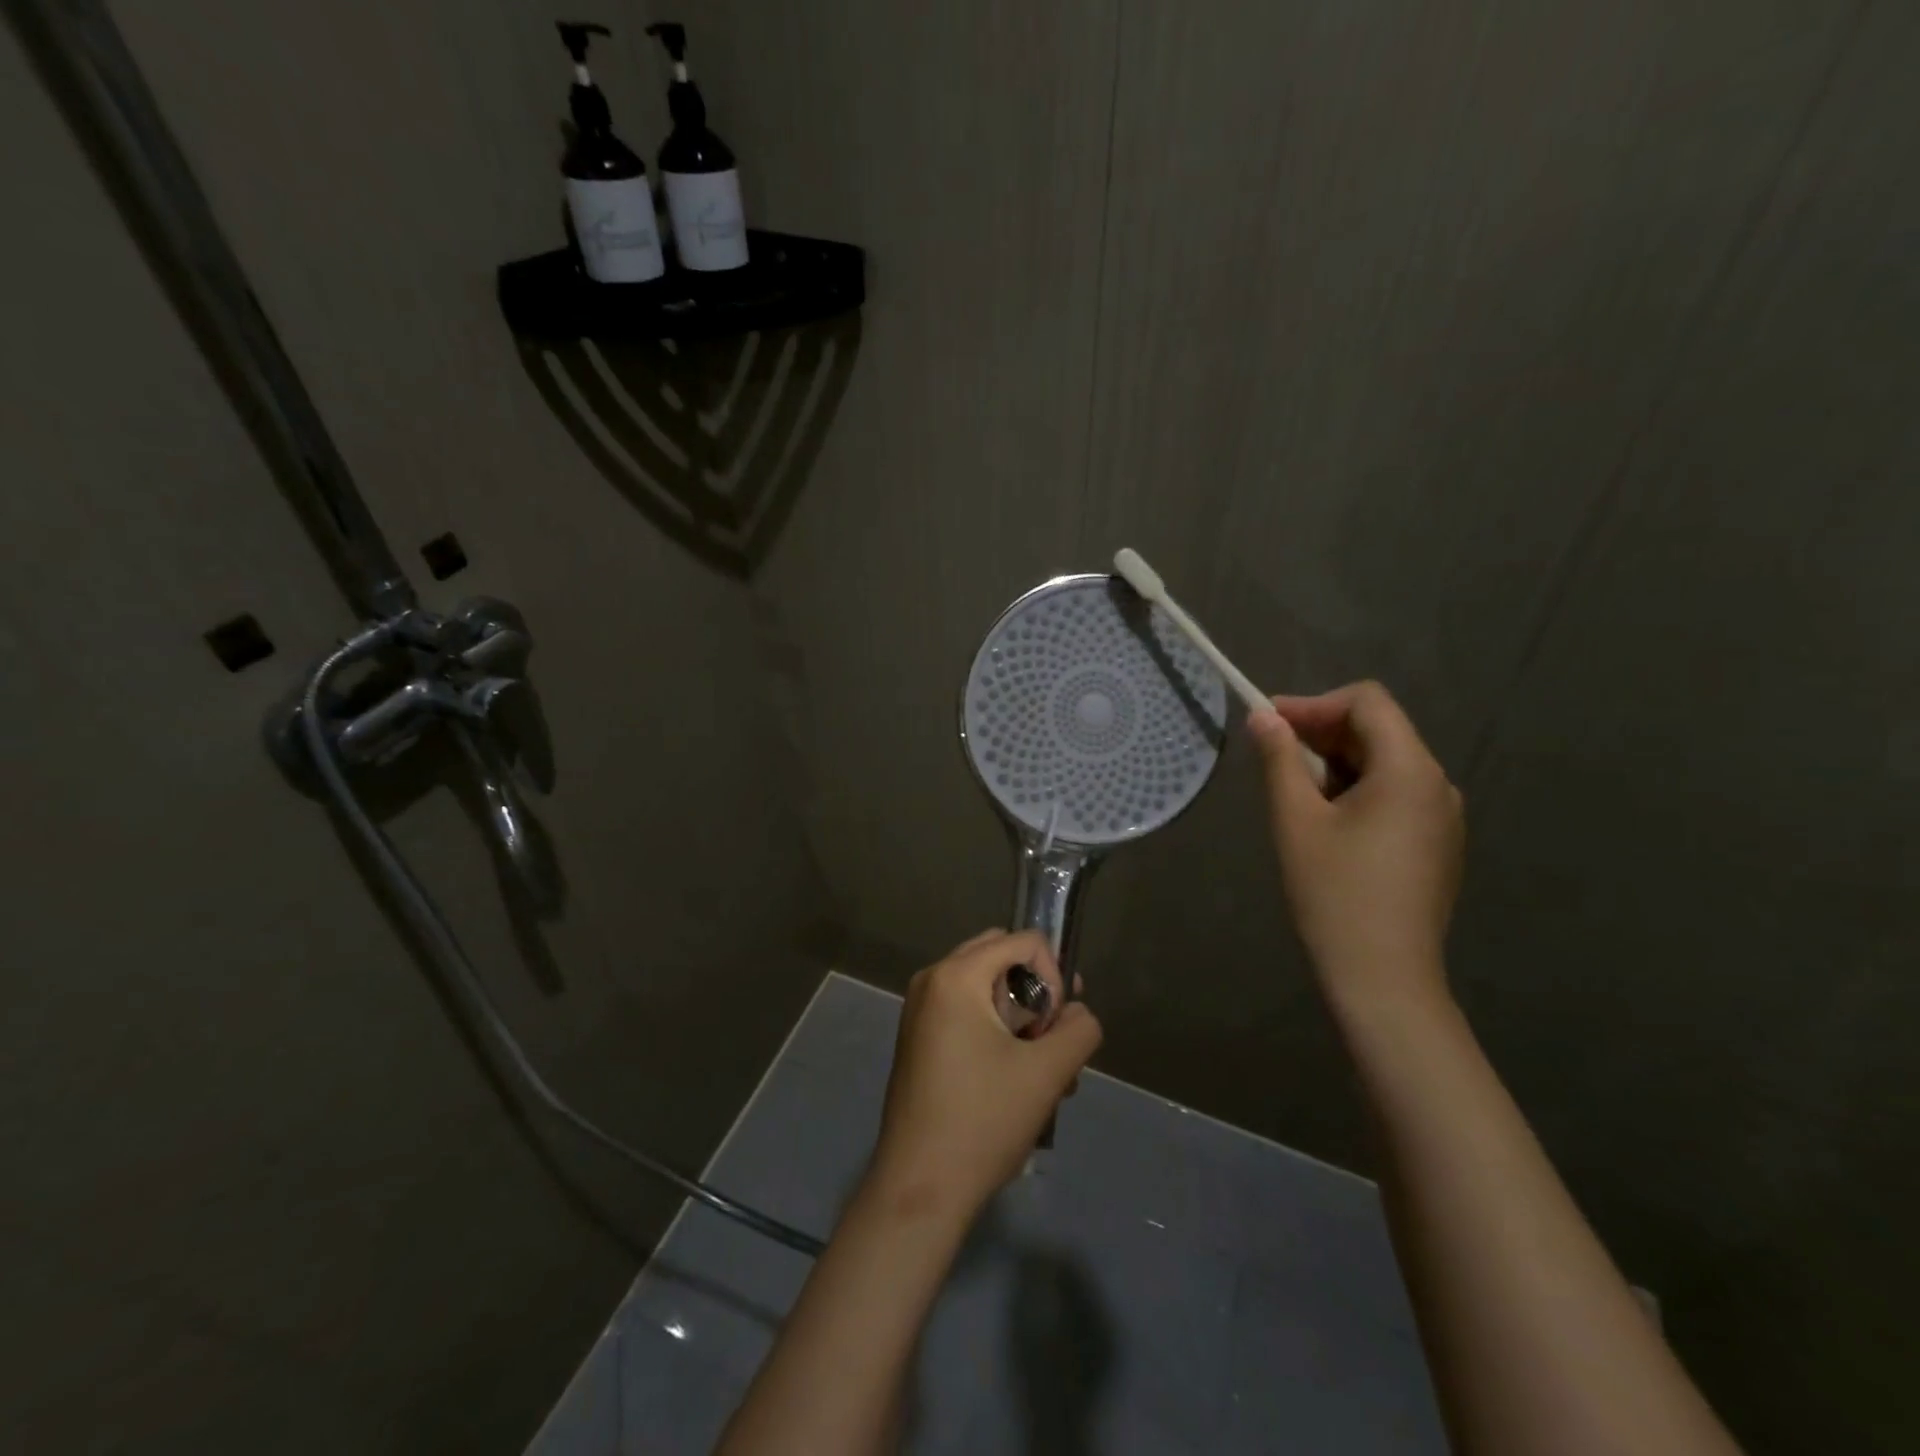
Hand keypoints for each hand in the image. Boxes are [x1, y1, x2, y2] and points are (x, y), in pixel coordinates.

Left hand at [867, 930, 1102, 1224]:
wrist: (919, 1187)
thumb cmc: (983, 1121)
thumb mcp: (1048, 1073)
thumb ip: (1079, 1030)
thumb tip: (1078, 1014)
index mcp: (956, 975)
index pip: (1024, 941)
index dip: (1054, 977)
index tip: (1055, 1028)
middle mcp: (932, 979)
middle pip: (1002, 959)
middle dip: (1037, 994)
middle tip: (1054, 1040)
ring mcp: (920, 1009)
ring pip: (987, 989)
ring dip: (1022, 1019)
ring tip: (1045, 1073)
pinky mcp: (919, 1037)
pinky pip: (968, 1011)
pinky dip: (997, 1031)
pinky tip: (1017, 1081)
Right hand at [1249, 682, 1463, 1010]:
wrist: (1383, 978)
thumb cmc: (1334, 893)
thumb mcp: (1296, 820)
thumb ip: (1280, 760)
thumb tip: (1263, 717)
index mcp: (1409, 770)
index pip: (1367, 702)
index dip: (1314, 704)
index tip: (1268, 724)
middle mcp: (1438, 784)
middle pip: (1378, 730)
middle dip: (1321, 734)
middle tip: (1272, 757)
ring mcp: (1443, 817)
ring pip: (1385, 763)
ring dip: (1336, 764)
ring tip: (1295, 796)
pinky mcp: (1438, 844)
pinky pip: (1396, 795)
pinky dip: (1357, 790)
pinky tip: (1327, 823)